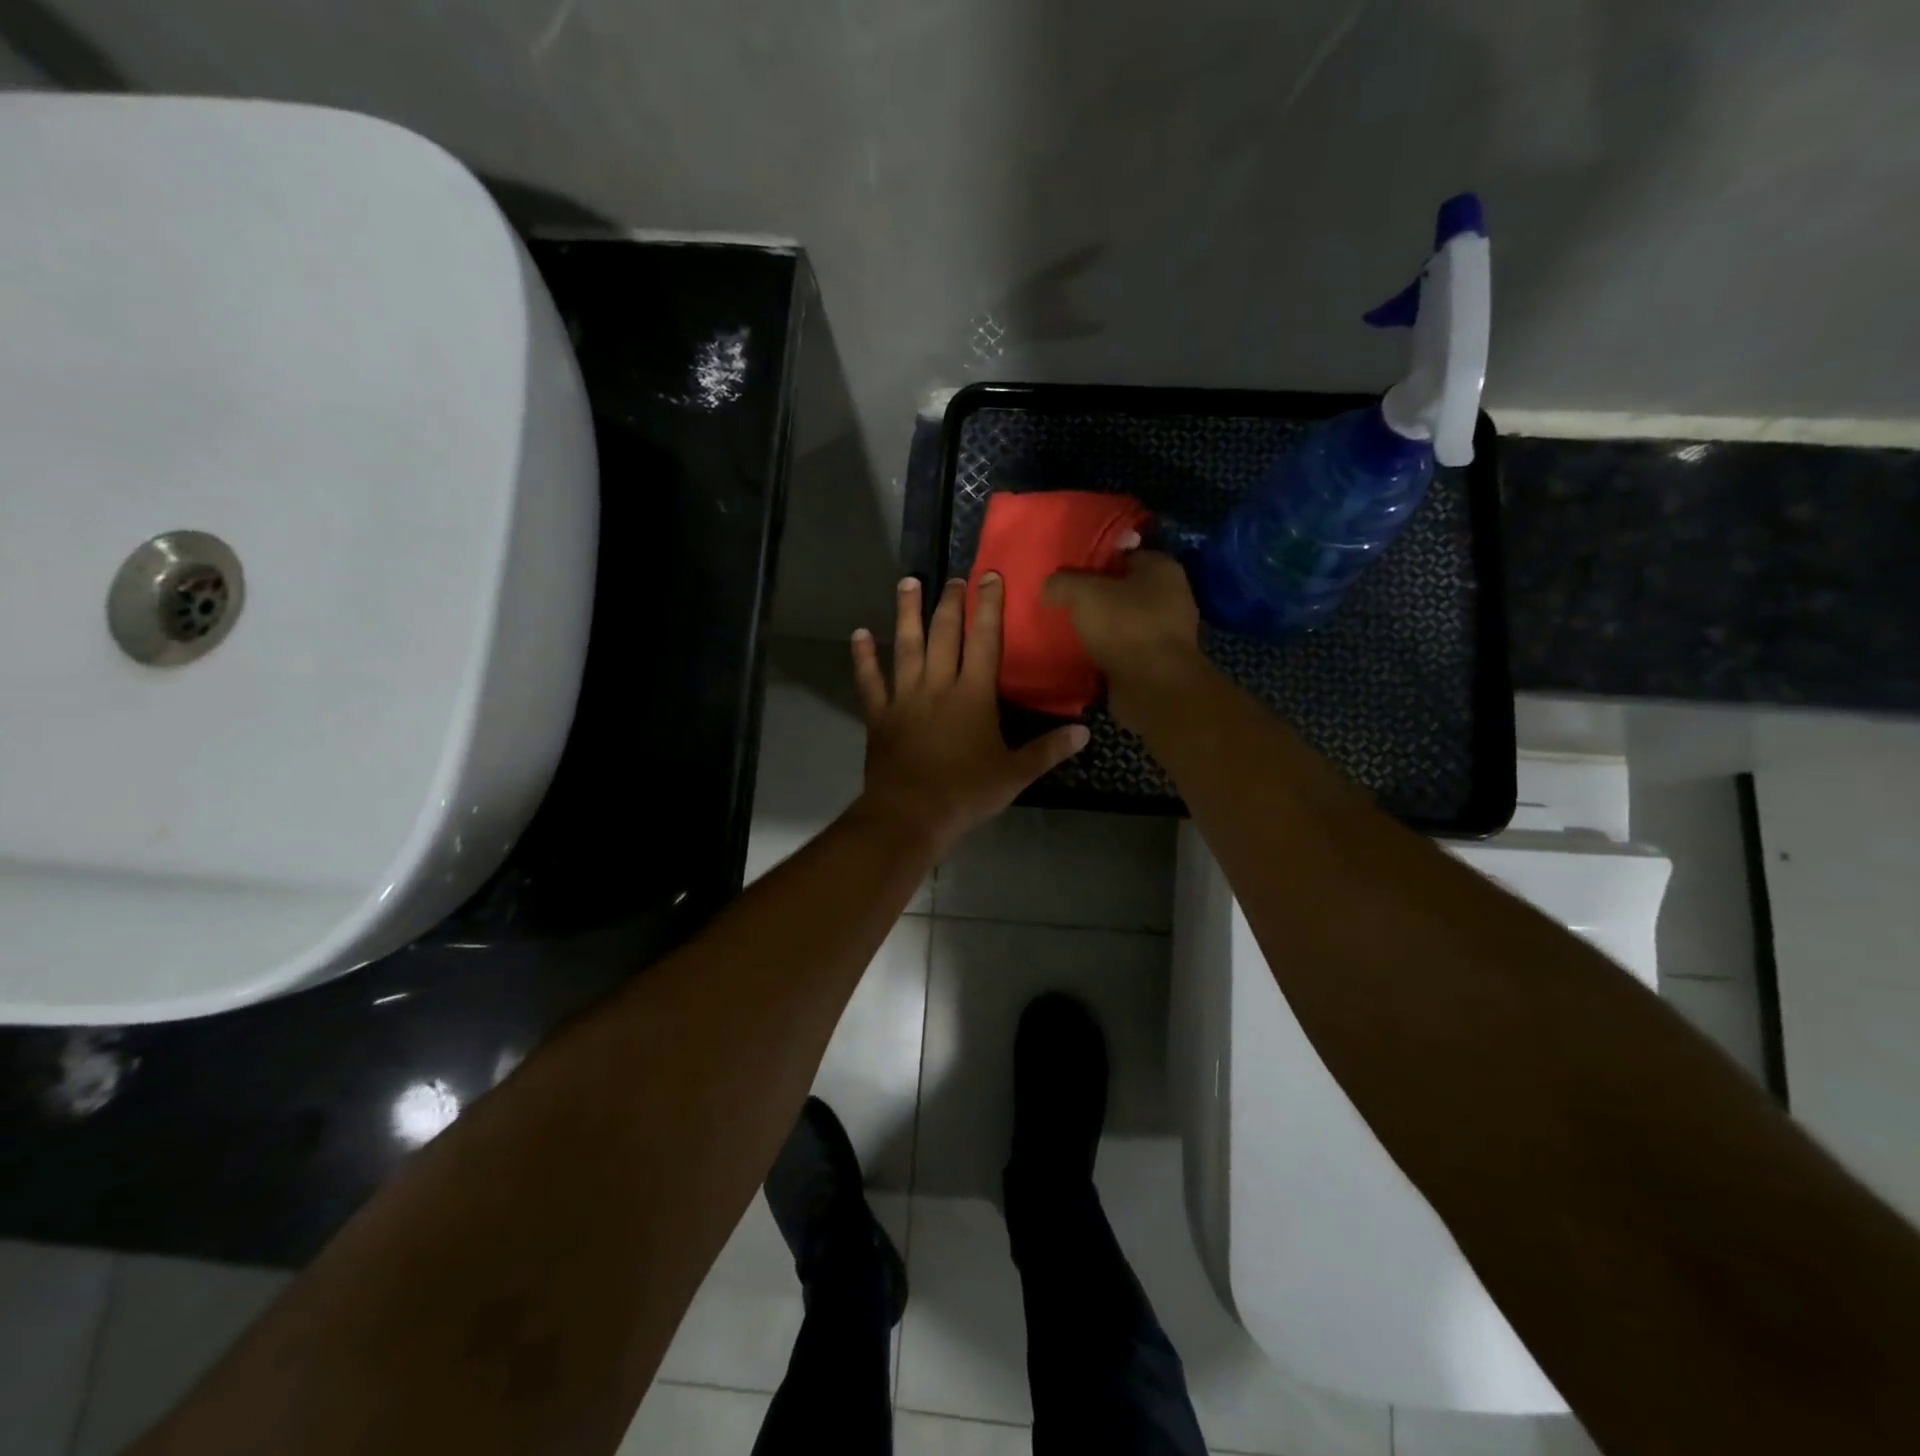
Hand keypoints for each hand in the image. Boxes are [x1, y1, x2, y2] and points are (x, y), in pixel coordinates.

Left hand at [850, 575, 1088, 858]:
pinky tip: (860, 634)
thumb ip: (1048, 750)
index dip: (988, 606)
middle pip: (944, 634)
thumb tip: (1084, 732)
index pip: (985, 640)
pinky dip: (864, 657)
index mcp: (973, 695)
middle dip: (950, 602)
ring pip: (906, 645)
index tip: (990, 577)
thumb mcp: (1015, 774)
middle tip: (954, 578)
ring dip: (907, 613)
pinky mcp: (879, 714)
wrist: (910, 814)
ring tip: (908, 582)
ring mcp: (904, 697)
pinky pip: (870, 680)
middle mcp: (937, 685)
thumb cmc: (966, 793)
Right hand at [1042, 550, 1208, 730]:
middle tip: (1066, 603)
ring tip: (1072, 631)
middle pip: (1125, 588)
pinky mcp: (1160, 661)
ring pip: (1126, 620)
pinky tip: (1087, 655)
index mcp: (1162, 567)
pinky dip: (1110, 651)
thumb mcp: (1083, 593)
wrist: (1154, 686)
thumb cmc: (1125, 626)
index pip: (1124, 553)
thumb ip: (1062, 582)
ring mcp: (1169, 631)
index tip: (1069, 575)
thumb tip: (1049, 585)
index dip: (1094, 561)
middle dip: (1098, 596)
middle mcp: (1172, 595)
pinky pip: (1128, 648)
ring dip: (1103, 626)